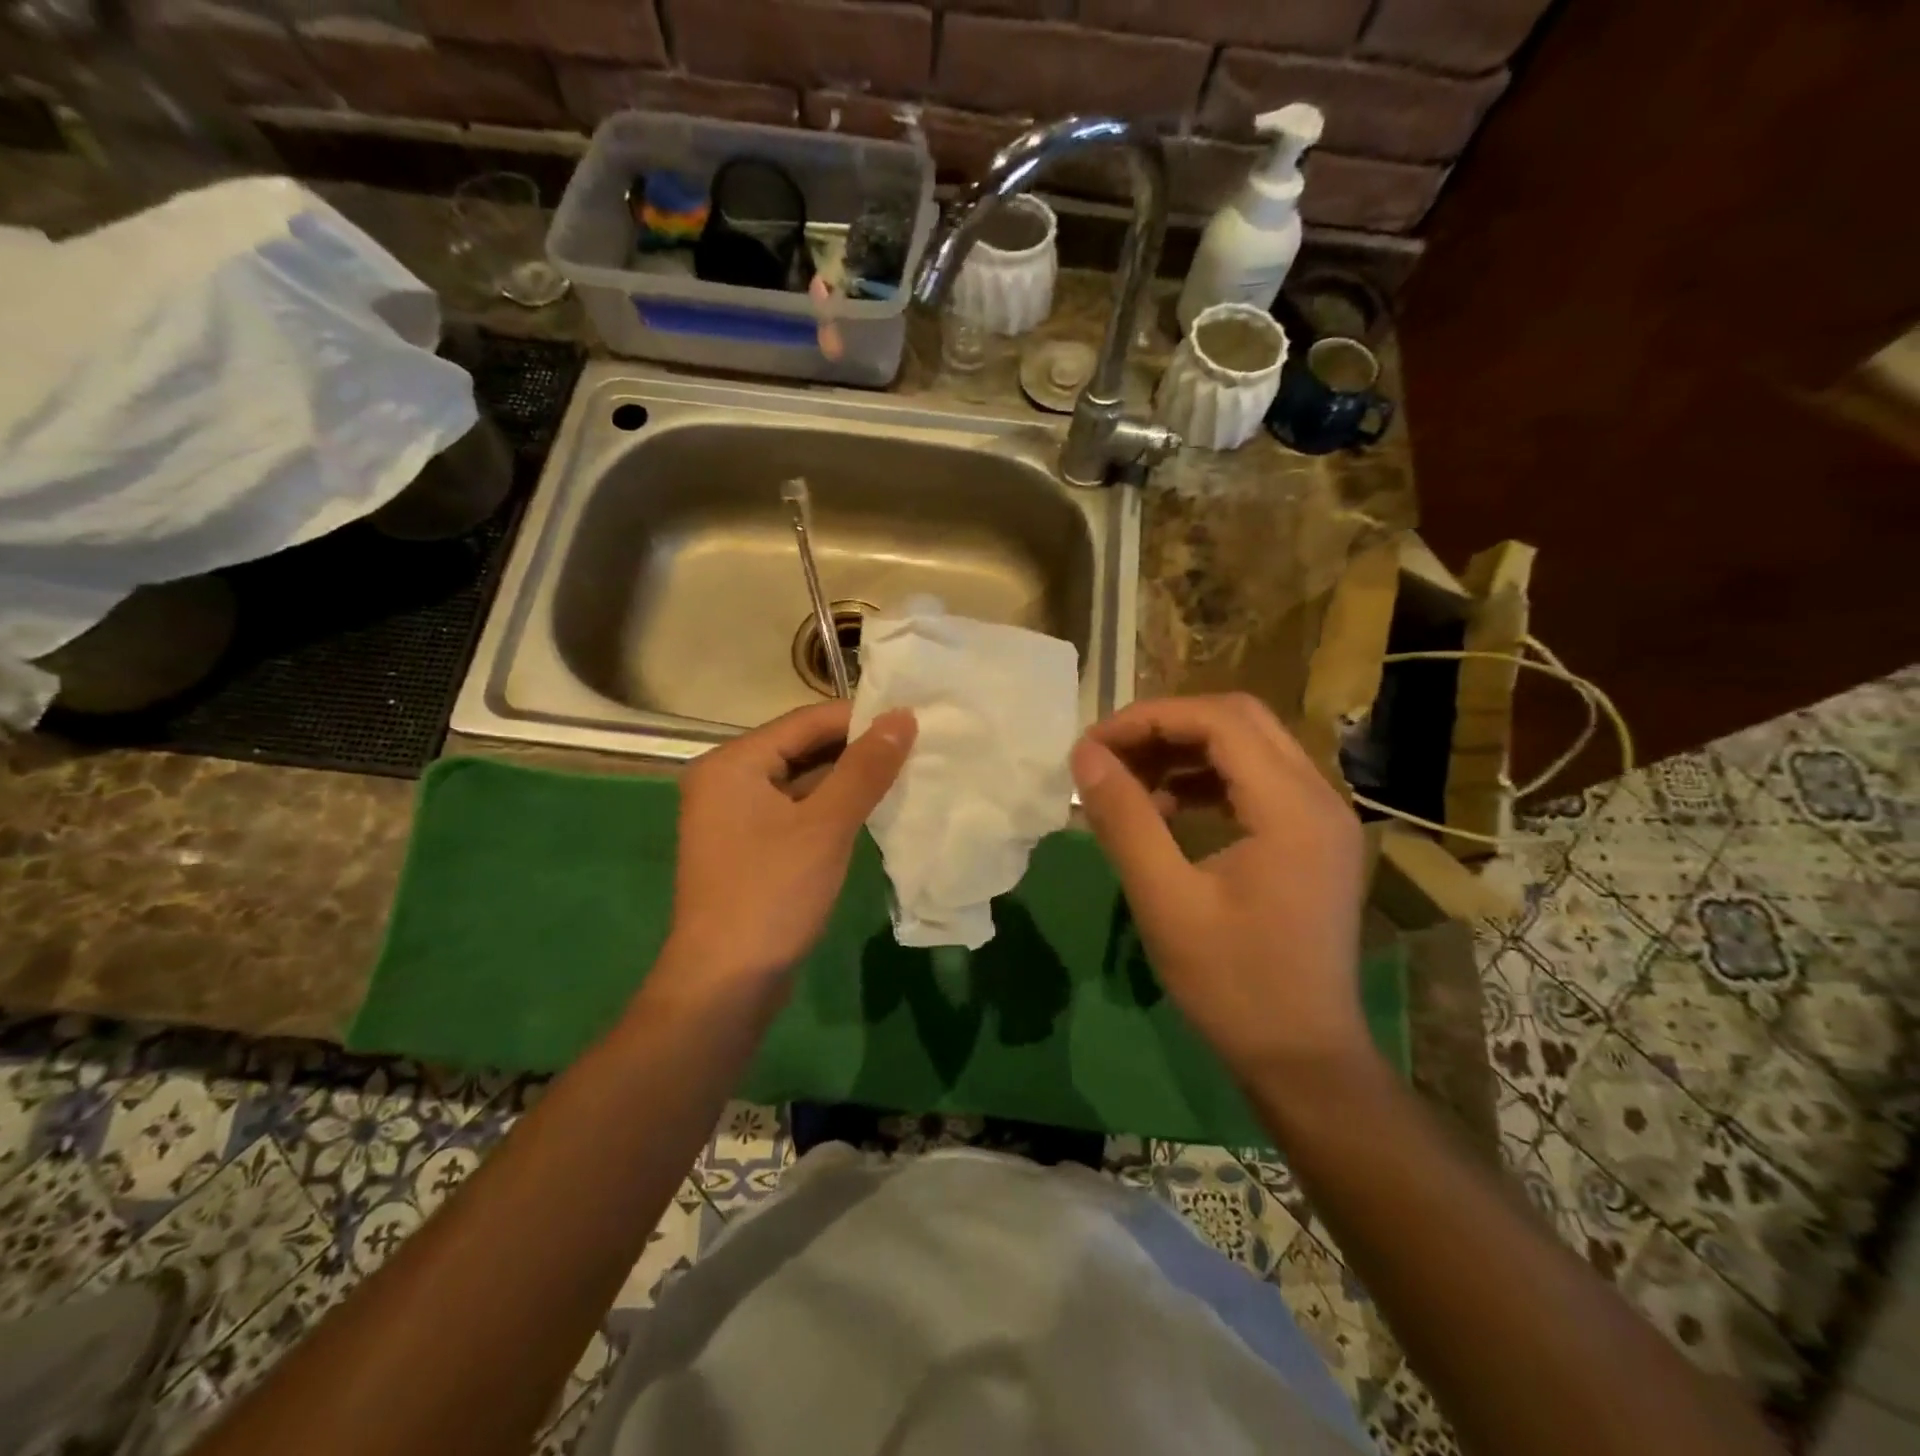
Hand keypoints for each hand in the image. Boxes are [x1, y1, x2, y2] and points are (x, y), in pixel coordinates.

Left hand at [664, 701, 914, 988]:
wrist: (725, 984)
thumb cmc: (772, 894)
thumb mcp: (825, 826)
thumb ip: (865, 768)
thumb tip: (903, 717)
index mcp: (732, 763)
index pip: (805, 721)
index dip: (860, 718)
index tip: (912, 721)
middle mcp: (727, 781)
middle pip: (801, 748)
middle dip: (856, 749)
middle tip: (915, 747)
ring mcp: (735, 817)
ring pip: (801, 782)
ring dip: (847, 779)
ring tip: (904, 773)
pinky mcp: (749, 848)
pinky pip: (796, 812)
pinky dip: (831, 808)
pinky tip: (872, 810)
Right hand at [1069, 694, 1370, 1080]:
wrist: (1304, 1058)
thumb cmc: (1232, 985)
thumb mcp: (1165, 901)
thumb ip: (1124, 819)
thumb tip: (1085, 756)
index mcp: (1292, 808)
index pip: (1218, 721)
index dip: (1148, 720)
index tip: (1092, 746)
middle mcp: (1319, 797)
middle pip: (1239, 720)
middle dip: (1166, 727)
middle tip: (1110, 757)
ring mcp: (1323, 817)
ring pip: (1249, 746)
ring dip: (1186, 751)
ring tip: (1131, 783)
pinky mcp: (1315, 838)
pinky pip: (1258, 781)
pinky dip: (1208, 779)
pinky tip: (1168, 809)